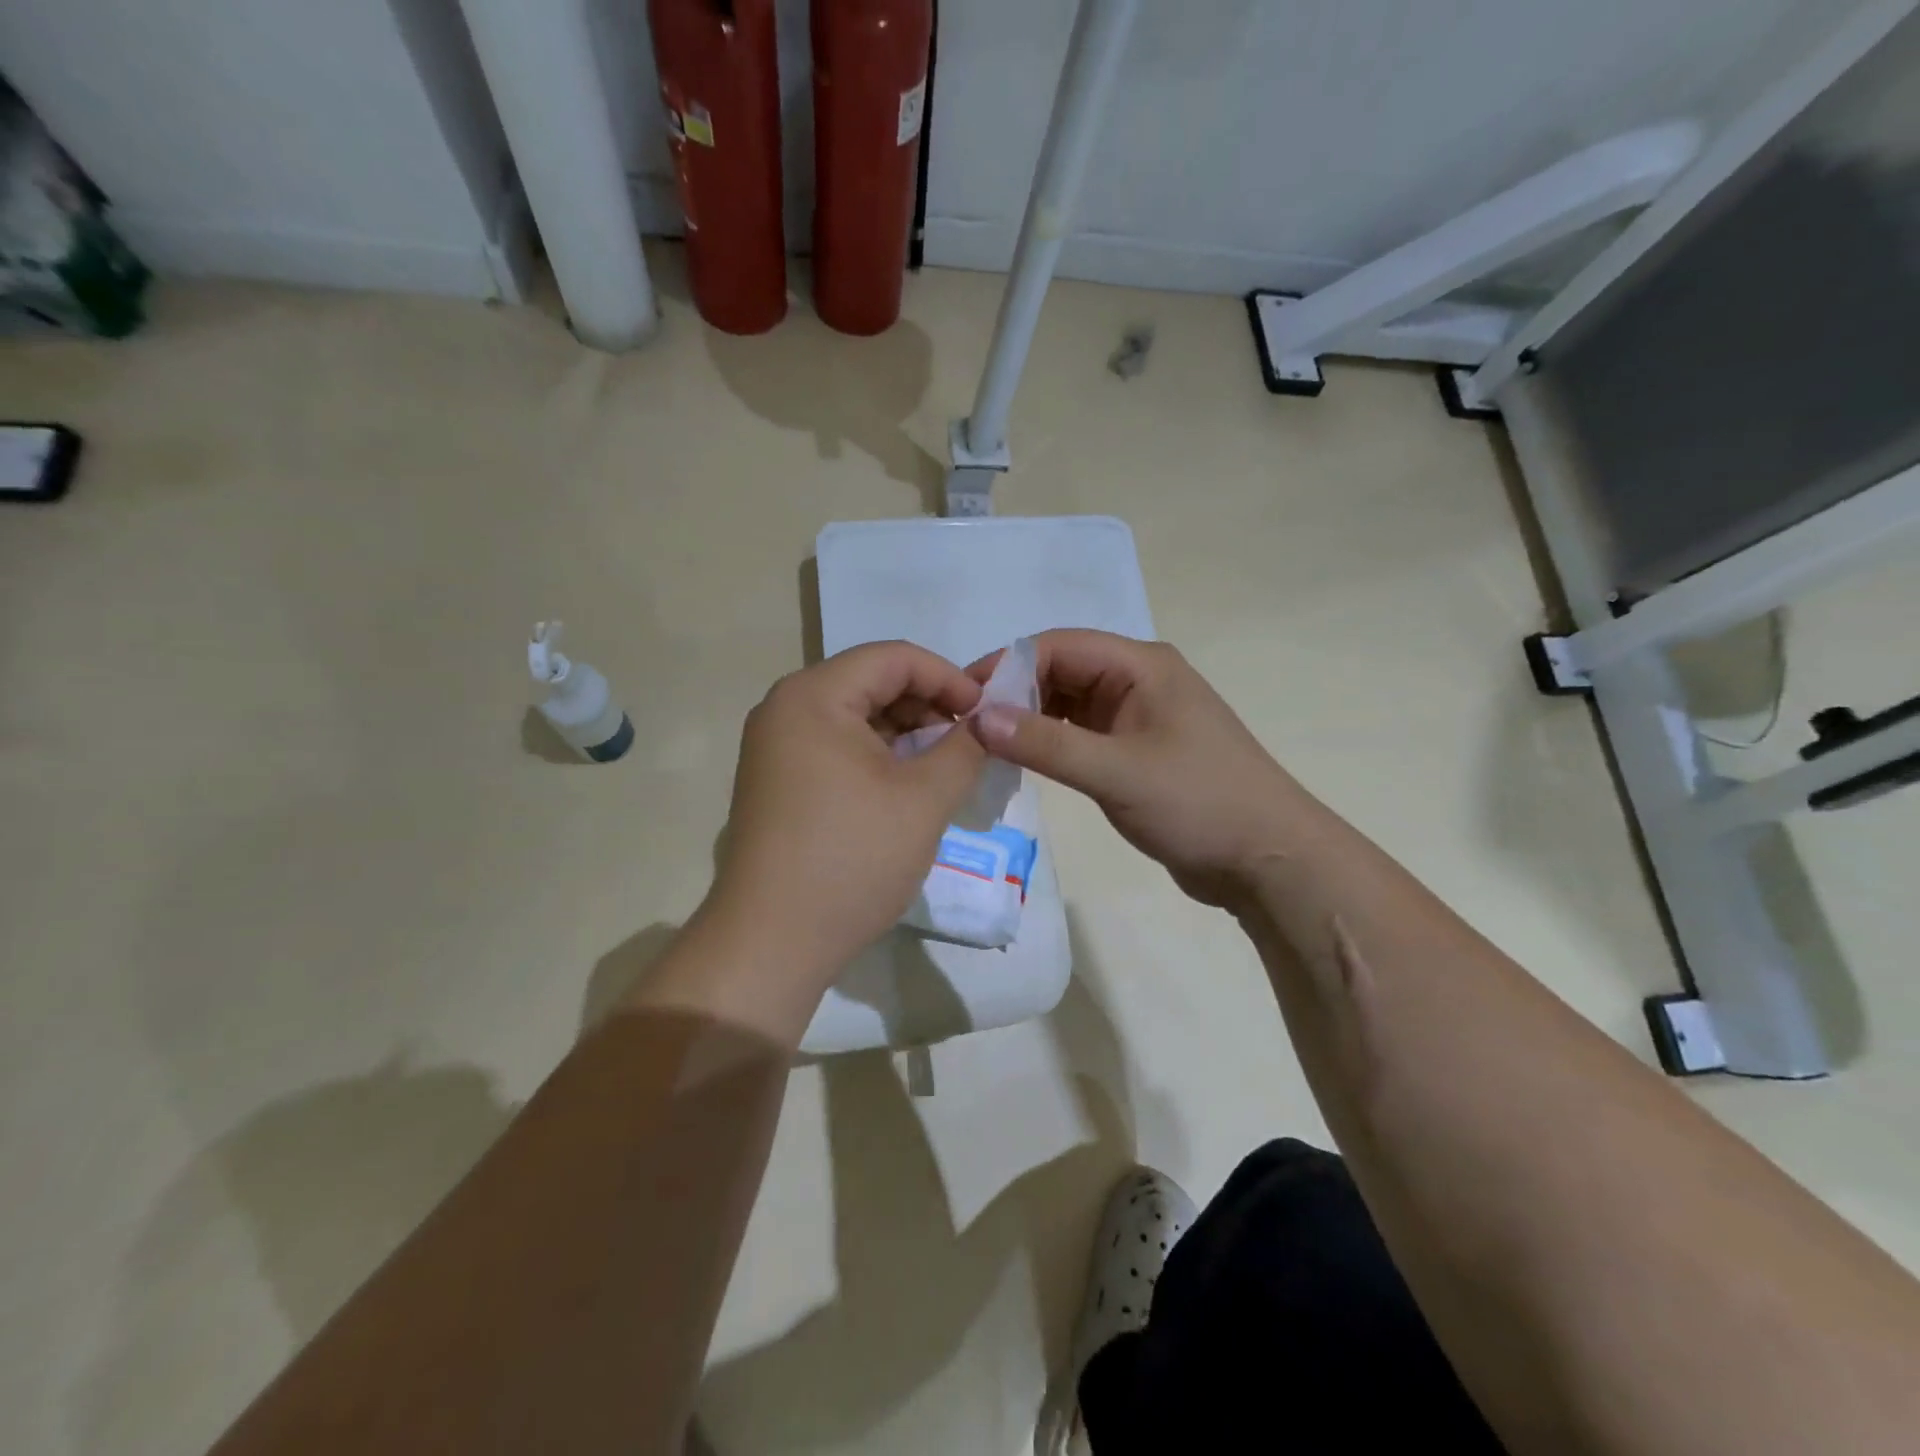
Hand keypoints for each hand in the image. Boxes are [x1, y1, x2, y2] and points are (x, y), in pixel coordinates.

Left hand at [704, 641, 985, 989]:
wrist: (772, 941)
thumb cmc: (852, 859)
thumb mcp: (924, 800)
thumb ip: (964, 747)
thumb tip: (985, 722)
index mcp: (814, 696)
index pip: (894, 657)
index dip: (949, 677)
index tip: (986, 713)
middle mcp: (785, 708)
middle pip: (871, 682)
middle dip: (927, 705)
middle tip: (969, 741)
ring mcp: (775, 746)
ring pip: (855, 716)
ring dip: (905, 732)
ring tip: (945, 765)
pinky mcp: (776, 780)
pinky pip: (836, 746)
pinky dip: (877, 755)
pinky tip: (907, 785)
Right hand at [967, 630, 1311, 907]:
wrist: (1267, 858)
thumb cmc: (1199, 804)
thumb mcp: (1117, 772)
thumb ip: (1046, 744)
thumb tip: (978, 717)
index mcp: (1141, 666)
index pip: (1058, 646)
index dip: (1007, 666)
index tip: (963, 698)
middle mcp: (1137, 680)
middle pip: (1061, 671)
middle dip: (1014, 693)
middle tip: (966, 726)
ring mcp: (1137, 716)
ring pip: (1068, 703)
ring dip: (1029, 719)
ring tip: (984, 744)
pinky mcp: (1135, 750)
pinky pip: (1080, 734)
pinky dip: (1050, 742)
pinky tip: (1022, 760)